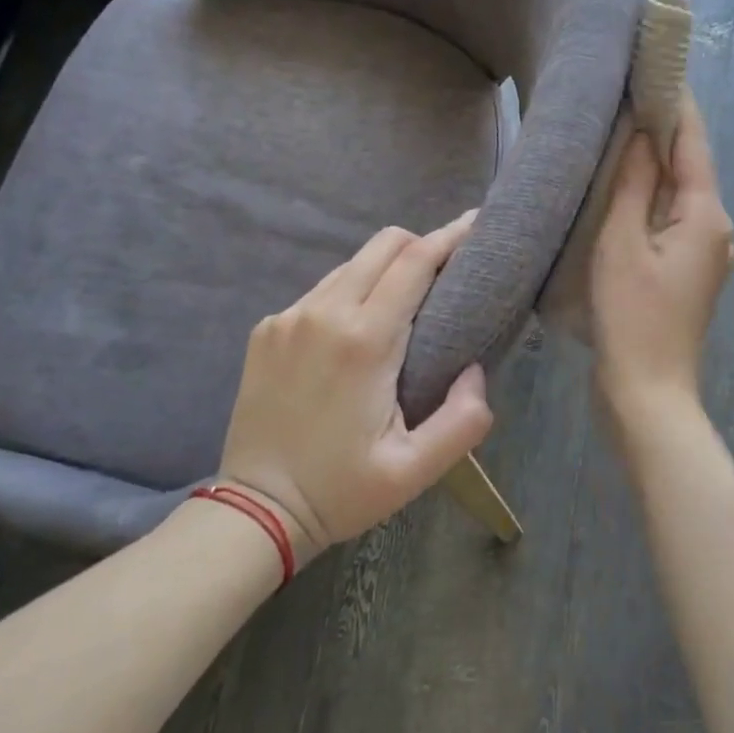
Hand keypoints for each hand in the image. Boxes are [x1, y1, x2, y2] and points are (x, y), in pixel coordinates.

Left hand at [214, 213, 493, 560]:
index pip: (415, 262)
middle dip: (422, 243)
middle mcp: (323, 312)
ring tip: (409, 300)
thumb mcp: (415, 470)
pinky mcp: (267, 329)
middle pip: (383, 245)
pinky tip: (359, 329)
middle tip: (450, 268)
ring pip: (351, 264)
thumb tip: (475, 370)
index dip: (451, 237)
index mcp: (364, 341)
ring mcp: (288, 317)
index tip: (477, 223)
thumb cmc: (342, 490)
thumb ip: (463, 419)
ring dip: (386, 269)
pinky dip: (352, 293)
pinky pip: (322, 290)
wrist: (257, 509)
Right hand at [591, 93, 733, 414]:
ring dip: (654, 168)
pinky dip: (651, 202)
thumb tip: (643, 133)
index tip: (653, 63)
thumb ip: (634, 184)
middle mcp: (717, 229)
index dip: (674, 101)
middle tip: (623, 96)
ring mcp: (706, 255)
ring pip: (679, 196)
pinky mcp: (689, 275)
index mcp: (707, 214)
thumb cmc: (631, 316)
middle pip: (689, 167)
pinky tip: (623, 195)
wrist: (647, 392)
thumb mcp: (621, 243)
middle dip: (661, 131)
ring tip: (617, 137)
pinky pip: (671, 223)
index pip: (693, 141)